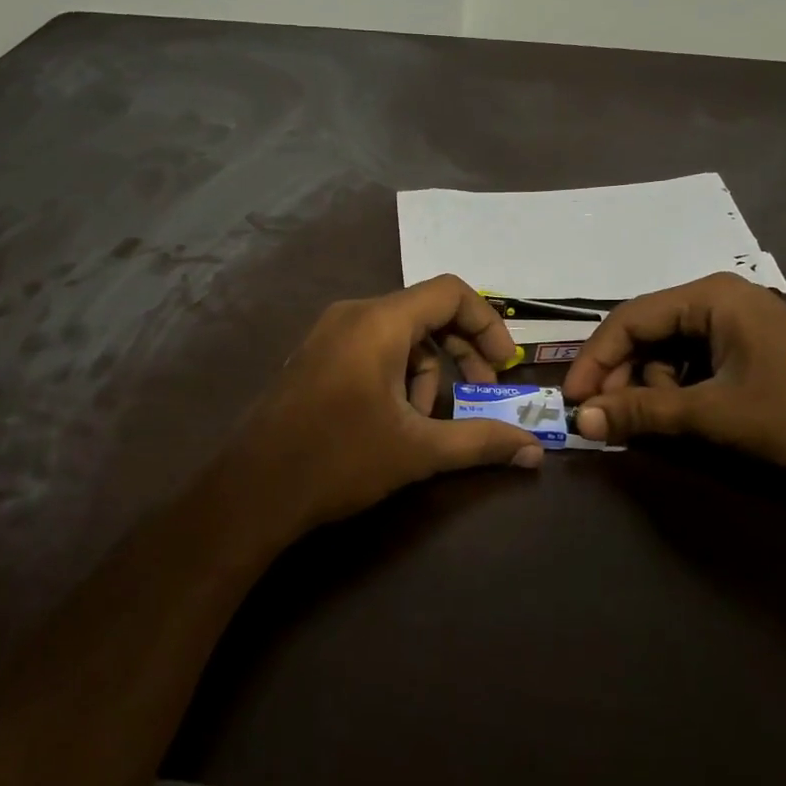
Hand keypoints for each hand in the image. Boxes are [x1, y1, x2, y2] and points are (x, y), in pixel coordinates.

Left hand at [213, 276, 542, 544]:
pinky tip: (392, 420)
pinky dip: (396, 374)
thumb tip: (534, 451)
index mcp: (379, 322)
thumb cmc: (338, 460)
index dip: (487, 323)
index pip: (450, 293)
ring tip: (424, 422)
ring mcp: (327, 334)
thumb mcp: (417, 451)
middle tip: (479, 393)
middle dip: (460, 352)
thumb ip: (480, 442)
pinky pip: (371, 348)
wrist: (252, 492)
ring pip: (399, 334)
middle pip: (426, 312)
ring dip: (426, 371)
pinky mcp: (315, 357)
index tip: (503, 366)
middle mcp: (352, 315)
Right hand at [562, 272, 785, 473]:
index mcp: (709, 296)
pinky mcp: (746, 347)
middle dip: (624, 378)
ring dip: (653, 388)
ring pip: (666, 351)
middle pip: (645, 333)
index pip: (628, 319)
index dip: (594, 360)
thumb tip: (579, 422)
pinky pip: (692, 362)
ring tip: (664, 424)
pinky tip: (687, 416)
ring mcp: (735, 322)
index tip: (572, 401)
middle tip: (609, 421)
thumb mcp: (713, 414)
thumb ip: (643, 413)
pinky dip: (678, 390)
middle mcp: (717, 298)